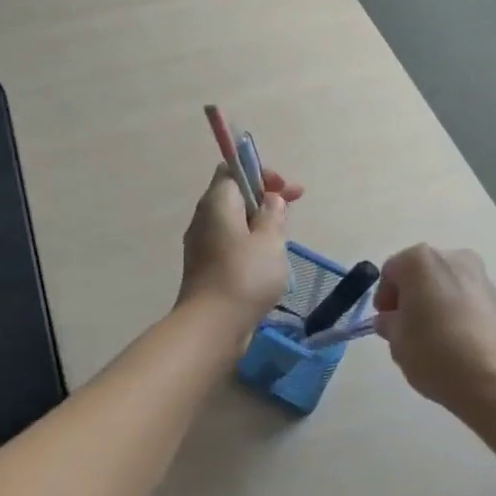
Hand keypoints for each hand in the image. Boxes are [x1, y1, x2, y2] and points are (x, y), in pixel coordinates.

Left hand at [177, 166, 301, 326]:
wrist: (212, 326)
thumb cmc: (245, 276)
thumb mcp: (270, 240)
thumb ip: (273, 214)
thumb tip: (270, 199)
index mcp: (216, 203)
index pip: (232, 170)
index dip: (260, 172)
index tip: (284, 189)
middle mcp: (203, 219)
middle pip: (234, 195)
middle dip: (264, 198)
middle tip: (293, 207)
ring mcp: (201, 245)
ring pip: (233, 222)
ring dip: (259, 223)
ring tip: (283, 237)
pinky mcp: (205, 268)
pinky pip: (230, 244)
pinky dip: (249, 243)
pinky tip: (267, 261)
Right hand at [372, 245, 495, 419]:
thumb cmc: (437, 353)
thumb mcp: (397, 341)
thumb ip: (389, 324)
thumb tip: (392, 319)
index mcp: (420, 260)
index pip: (390, 272)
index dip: (383, 297)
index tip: (385, 322)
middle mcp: (452, 257)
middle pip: (420, 274)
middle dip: (410, 297)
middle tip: (406, 328)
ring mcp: (480, 275)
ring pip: (444, 285)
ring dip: (433, 304)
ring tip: (432, 338)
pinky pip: (465, 299)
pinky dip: (455, 312)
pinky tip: (455, 341)